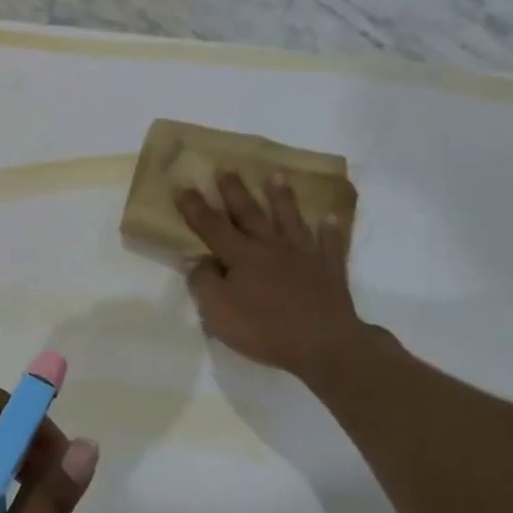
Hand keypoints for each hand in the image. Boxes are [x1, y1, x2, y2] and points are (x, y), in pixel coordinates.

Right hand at [176, 170, 372, 377]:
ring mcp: (303, 256)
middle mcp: (271, 247)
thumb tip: (200, 261)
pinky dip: (330, 230)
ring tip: (276, 174)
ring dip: (282, 197)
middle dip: (235, 190)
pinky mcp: (329, 271)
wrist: (325, 345)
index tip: (182, 186)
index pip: (211, 226)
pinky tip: (329, 216)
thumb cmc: (265, 329)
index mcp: (241, 256)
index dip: (194, 207)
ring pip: (289, 219)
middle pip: (249, 213)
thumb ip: (204, 283)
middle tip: (226, 167)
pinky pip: (330, 244)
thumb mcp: (218, 312)